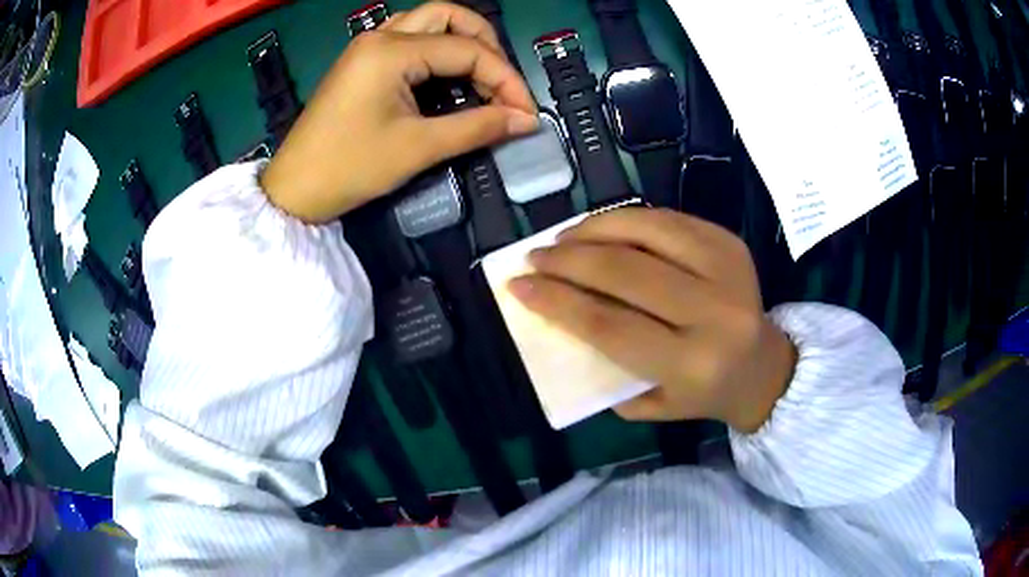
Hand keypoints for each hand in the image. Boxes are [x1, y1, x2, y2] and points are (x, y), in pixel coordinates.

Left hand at [260, 2, 538, 222]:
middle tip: (502, 82)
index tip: (525, 113)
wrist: (294, 190)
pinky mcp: (362, 62)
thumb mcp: (417, 148)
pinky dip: (436, 51)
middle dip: (485, 43)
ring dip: (460, 41)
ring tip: (481, 77)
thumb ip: (477, 127)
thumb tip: (525, 121)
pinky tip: (447, 77)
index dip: (505, 79)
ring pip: (427, 23)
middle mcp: (379, 38)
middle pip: (447, 16)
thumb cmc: (349, 168)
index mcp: (391, 52)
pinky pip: (409, 40)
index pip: (466, 50)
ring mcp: (367, 47)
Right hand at [508, 208, 796, 432]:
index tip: (519, 286)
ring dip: (594, 228)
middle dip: (568, 260)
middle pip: (625, 272)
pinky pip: (668, 219)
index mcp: (691, 364)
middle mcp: (714, 313)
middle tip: (535, 256)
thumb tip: (560, 315)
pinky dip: (627, 219)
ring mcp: (727, 269)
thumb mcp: (648, 403)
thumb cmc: (701, 394)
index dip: (557, 302)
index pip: (610, 325)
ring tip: (564, 238)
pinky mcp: (730, 243)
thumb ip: (604, 367)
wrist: (763, 368)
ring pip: (647, 231)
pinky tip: (602, 229)